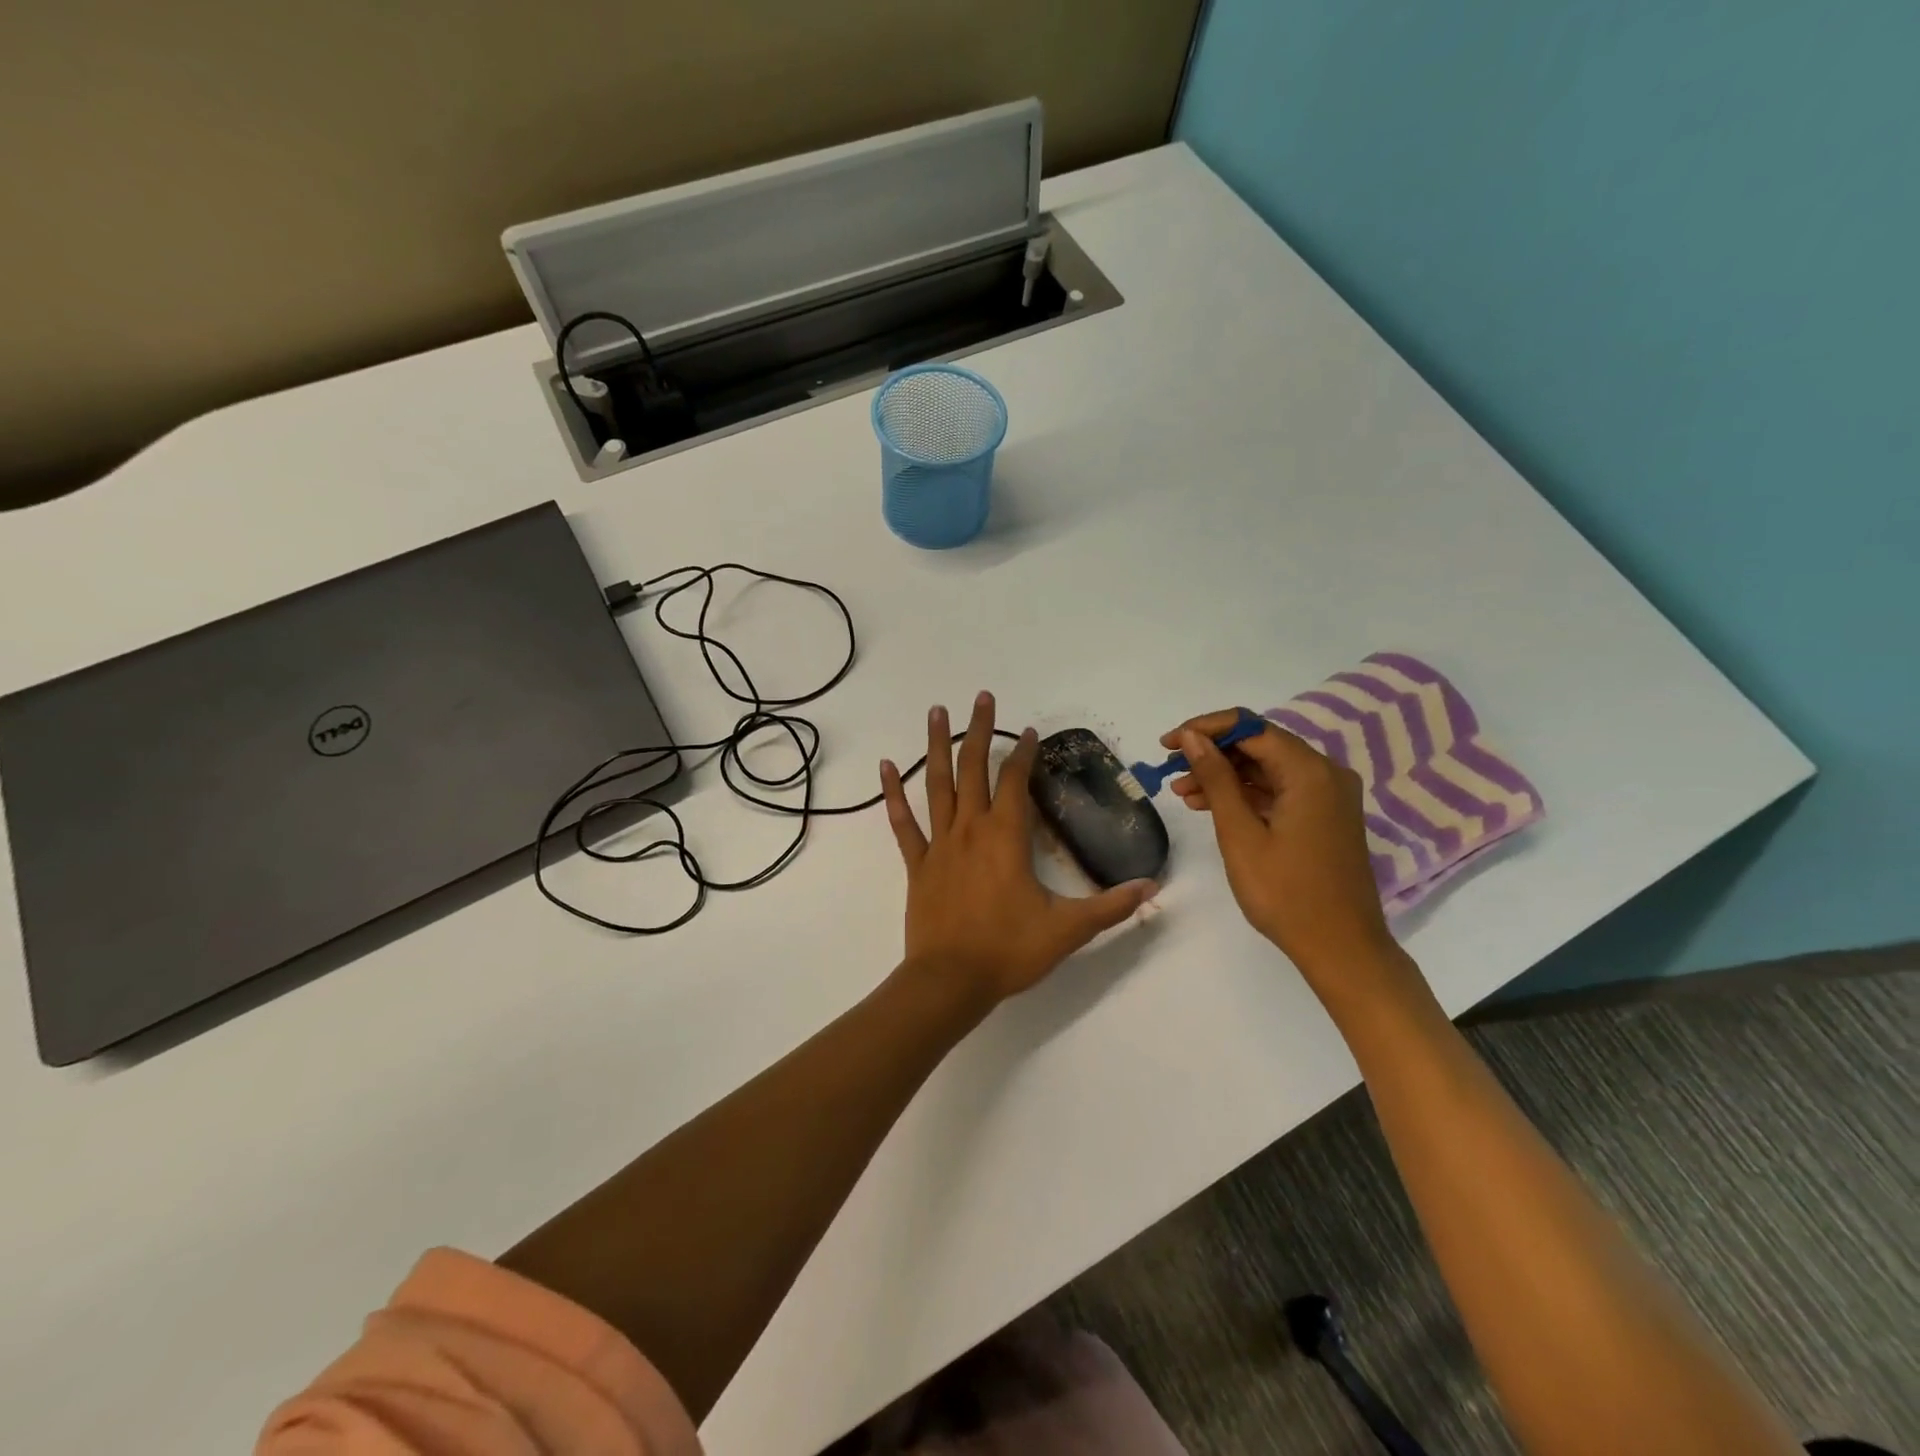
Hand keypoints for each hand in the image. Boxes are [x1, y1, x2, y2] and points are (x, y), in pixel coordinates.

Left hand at [882, 692, 1155, 1004]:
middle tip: (981, 697)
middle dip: (979, 731)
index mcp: (1006, 838)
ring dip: (937, 746)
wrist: (950, 982)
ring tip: (936, 711)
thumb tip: (1152, 888)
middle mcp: (970, 829)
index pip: (1015, 783)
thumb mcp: (1067, 930)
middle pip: (974, 769)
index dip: (1023, 755)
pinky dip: (892, 794)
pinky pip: (902, 822)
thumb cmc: (1008, 952)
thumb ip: (1109, 906)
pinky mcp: (917, 864)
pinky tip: (884, 767)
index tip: (1029, 732)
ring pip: (936, 785)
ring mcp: (939, 844)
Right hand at [1164, 711, 1398, 982]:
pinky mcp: (1324, 816)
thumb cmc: (1286, 892)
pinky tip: (1211, 806)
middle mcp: (1325, 773)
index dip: (1204, 729)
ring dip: (1225, 776)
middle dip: (1212, 754)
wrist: (1341, 948)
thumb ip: (1216, 779)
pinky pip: (1280, 791)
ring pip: (1267, 769)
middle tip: (1170, 771)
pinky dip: (1246, 795)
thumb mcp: (1240, 833)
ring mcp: (1328, 796)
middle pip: (1260, 745)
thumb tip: (1191, 737)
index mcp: (1310, 771)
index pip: (1250, 727)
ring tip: (1182, 793)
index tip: (1167, 744)